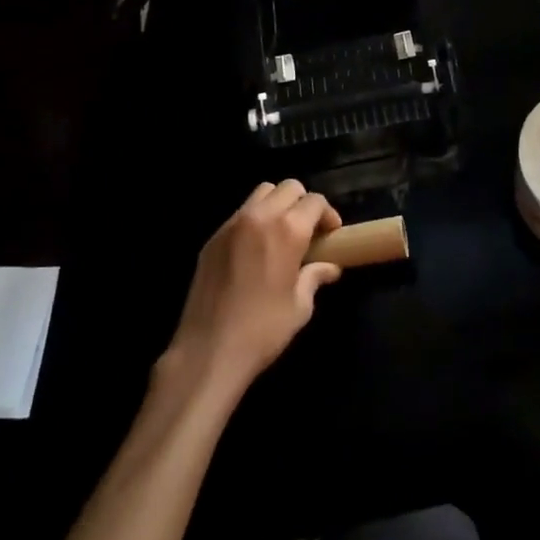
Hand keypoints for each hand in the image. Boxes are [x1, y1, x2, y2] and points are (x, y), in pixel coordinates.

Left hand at [163, 182, 342, 396]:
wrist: (208, 351)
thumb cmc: (263, 330)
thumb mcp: (300, 306)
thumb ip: (315, 277)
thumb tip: (330, 267)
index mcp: (288, 230)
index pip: (315, 201)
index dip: (328, 214)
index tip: (331, 234)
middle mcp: (260, 217)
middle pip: (289, 187)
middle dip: (304, 203)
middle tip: (309, 230)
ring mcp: (232, 225)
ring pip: (262, 193)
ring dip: (278, 204)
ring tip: (282, 233)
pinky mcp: (212, 239)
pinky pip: (240, 214)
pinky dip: (254, 219)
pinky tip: (255, 248)